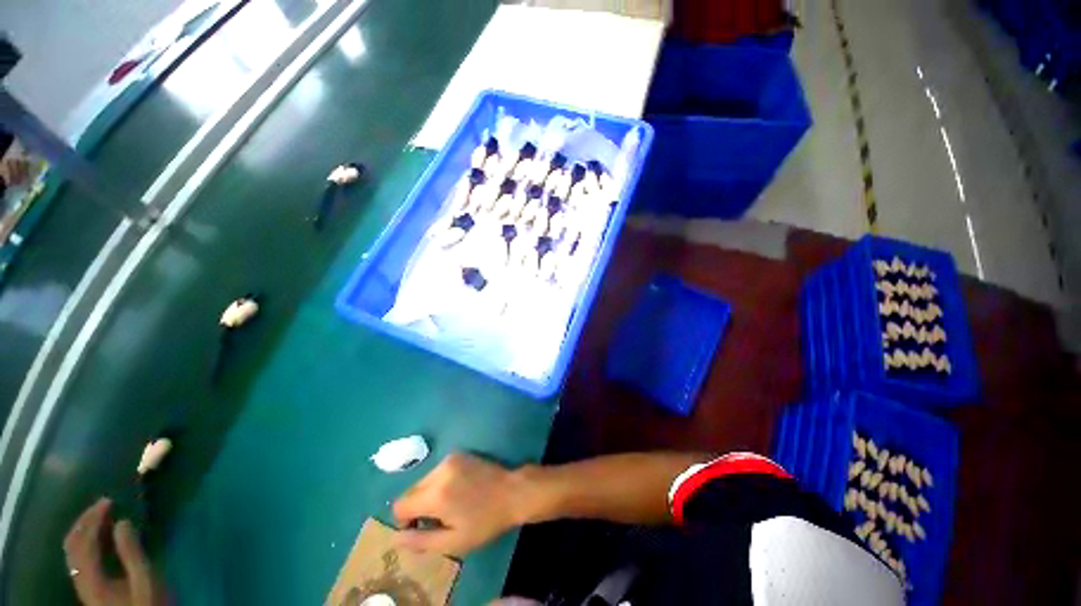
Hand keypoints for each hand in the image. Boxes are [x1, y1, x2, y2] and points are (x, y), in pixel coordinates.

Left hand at [63, 498, 161, 605]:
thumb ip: (132, 552)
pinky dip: (87, 539)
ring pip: (73, 550)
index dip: (93, 519)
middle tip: (104, 504)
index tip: (109, 501)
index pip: (84, 542)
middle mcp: (80, 578)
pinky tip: (101, 535)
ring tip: (102, 515)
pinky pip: (79, 556)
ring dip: (85, 528)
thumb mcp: (145, 579)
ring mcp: (82, 582)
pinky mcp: (87, 584)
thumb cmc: (146, 602)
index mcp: (91, 578)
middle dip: (85, 521)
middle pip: (73, 544)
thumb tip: (123, 521)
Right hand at [392, 453, 530, 556]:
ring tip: (450, 505)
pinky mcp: (459, 454)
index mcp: (436, 494)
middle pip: (411, 491)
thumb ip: (421, 541)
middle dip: (417, 507)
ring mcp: (450, 459)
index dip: (404, 520)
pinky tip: (458, 490)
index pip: (400, 505)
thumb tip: (396, 537)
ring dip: (428, 494)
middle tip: (438, 519)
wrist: (513, 492)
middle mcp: (439, 471)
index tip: (420, 528)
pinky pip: (437, 471)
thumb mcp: (454, 541)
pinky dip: (439, 482)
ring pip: (424, 480)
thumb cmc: (485, 521)